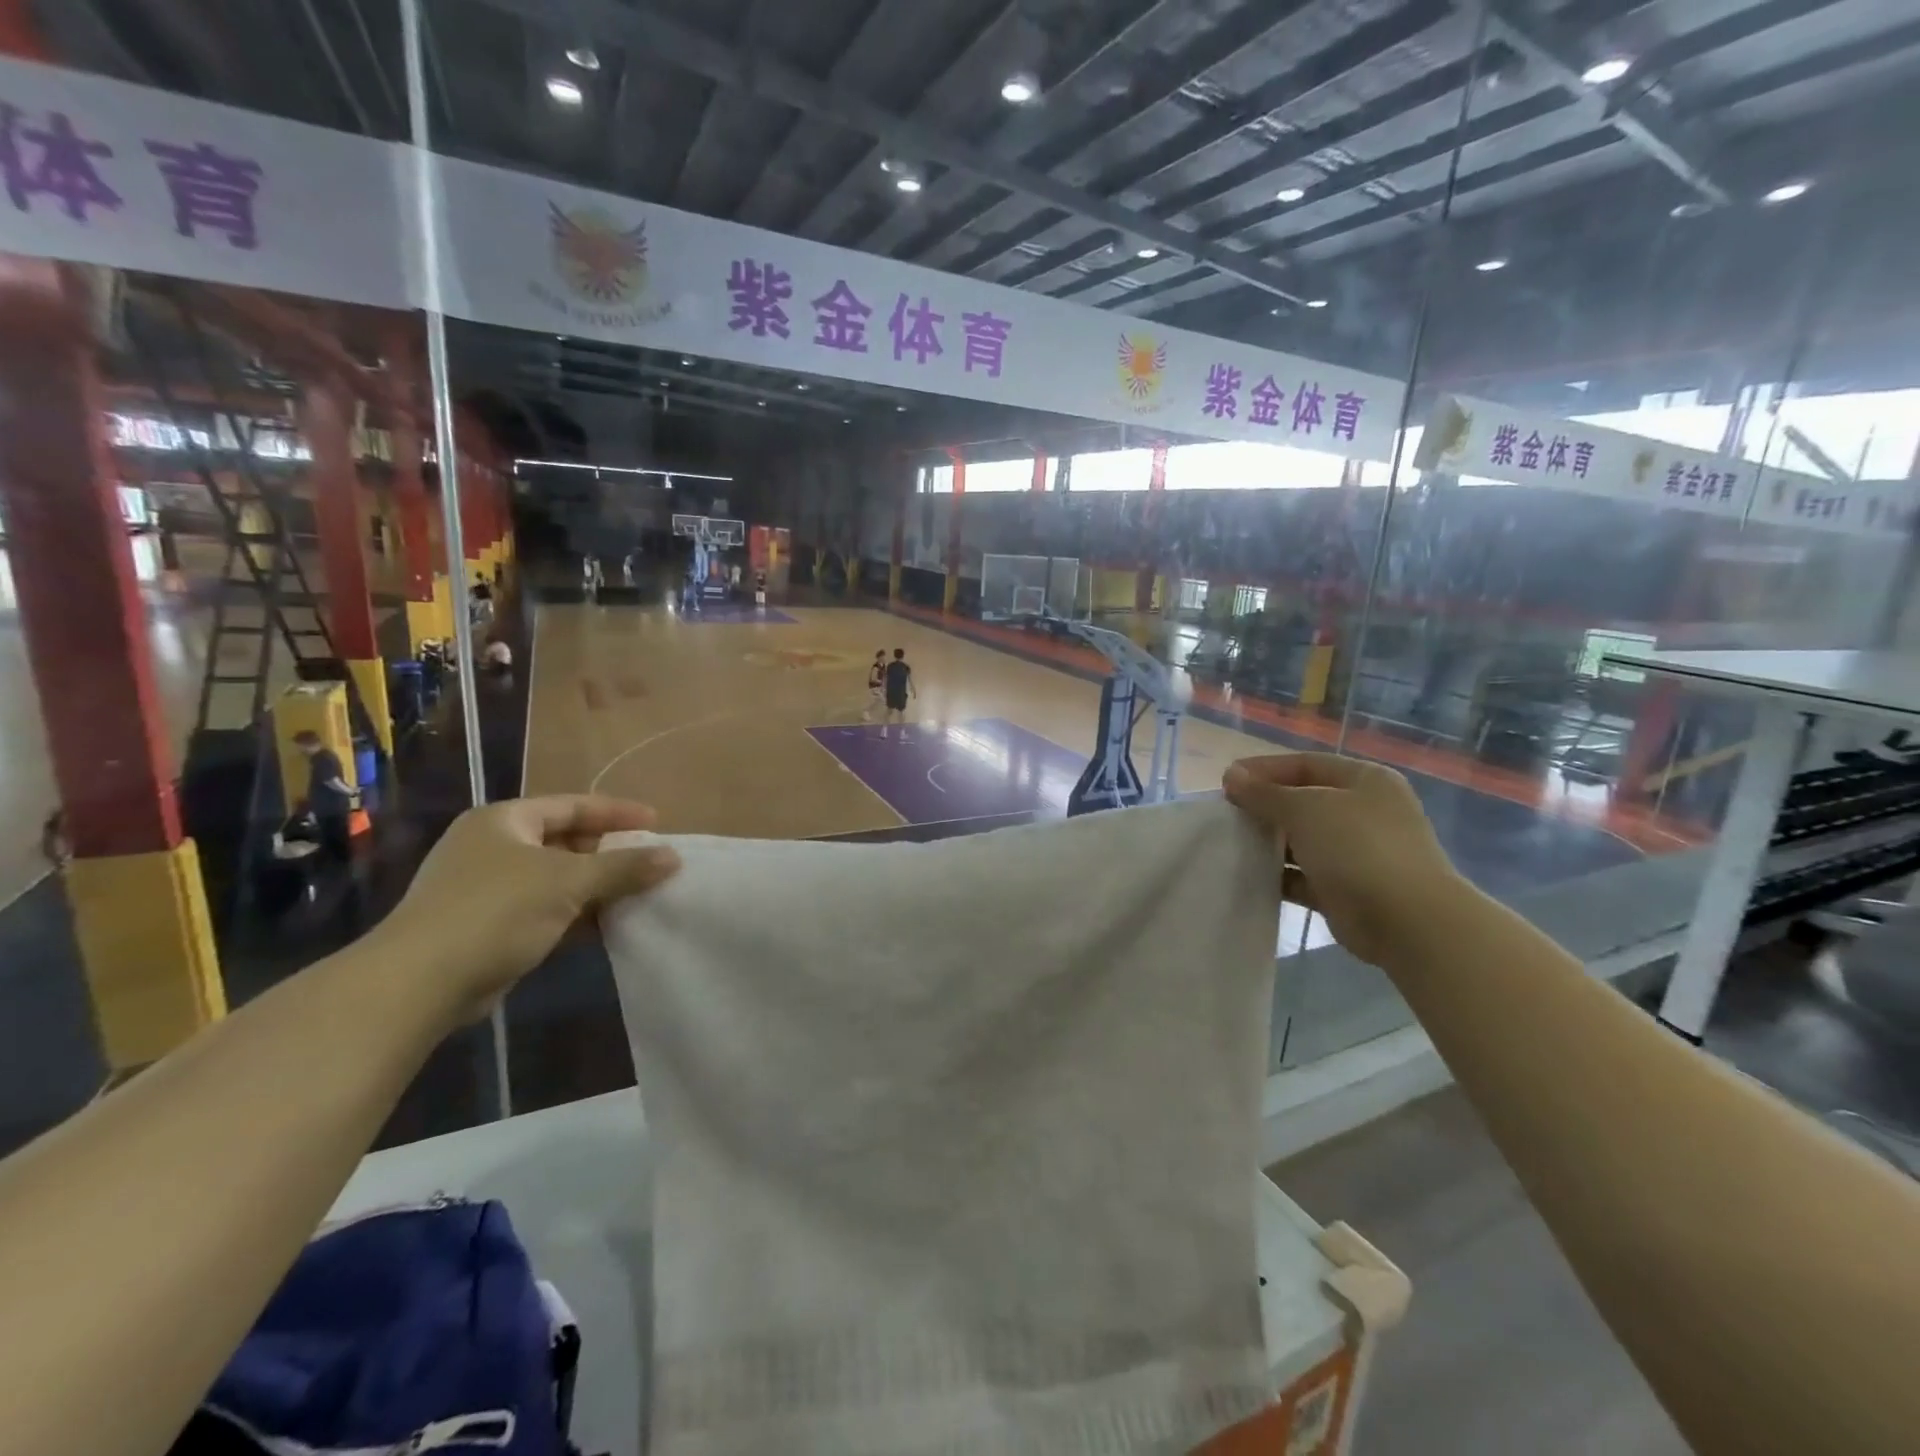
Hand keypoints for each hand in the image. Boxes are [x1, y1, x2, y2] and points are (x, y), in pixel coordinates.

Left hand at [377, 795, 679, 1021]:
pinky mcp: (486, 926)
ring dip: (595, 887)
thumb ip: (624, 867)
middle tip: (649, 862)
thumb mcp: (569, 881)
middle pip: (565, 841)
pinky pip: (544, 909)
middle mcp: (493, 847)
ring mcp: (486, 888)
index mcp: (505, 821)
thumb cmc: (496, 911)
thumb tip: (673, 857)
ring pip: (556, 879)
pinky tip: (607, 925)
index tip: (656, 822)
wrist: (419, 983)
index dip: (616, 812)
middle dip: (609, 853)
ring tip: (638, 894)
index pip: (572, 805)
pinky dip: (575, 914)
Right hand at [1224, 753, 1465, 966]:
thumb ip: (1264, 793)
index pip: (1305, 764)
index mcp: (1365, 780)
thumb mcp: (1305, 808)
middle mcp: (1365, 811)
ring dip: (1269, 842)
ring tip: (1230, 844)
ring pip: (1303, 840)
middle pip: (1303, 801)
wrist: (1407, 921)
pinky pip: (1304, 876)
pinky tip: (1249, 875)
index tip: (1226, 782)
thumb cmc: (1358, 847)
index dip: (1264, 769)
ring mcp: (1358, 852)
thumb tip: (1231, 776)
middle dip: (1264, 806)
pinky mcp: (1347, 889)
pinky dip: (1280, 875)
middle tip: (1225, 814)